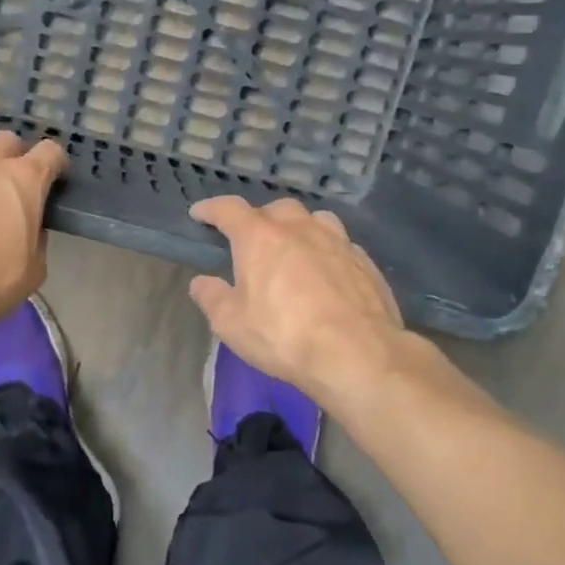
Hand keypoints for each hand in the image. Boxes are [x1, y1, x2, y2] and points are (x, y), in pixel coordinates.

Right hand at [188, 196, 405, 402]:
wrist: (358, 354)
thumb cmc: (284, 336)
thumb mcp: (231, 324)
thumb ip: (211, 297)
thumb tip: (201, 282)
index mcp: (259, 237)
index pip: (228, 209)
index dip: (211, 209)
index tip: (199, 214)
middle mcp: (299, 228)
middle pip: (275, 209)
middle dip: (259, 219)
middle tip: (251, 241)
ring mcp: (337, 241)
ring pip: (314, 219)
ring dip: (298, 228)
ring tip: (293, 249)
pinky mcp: (365, 261)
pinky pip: (340, 244)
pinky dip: (326, 251)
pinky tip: (326, 273)